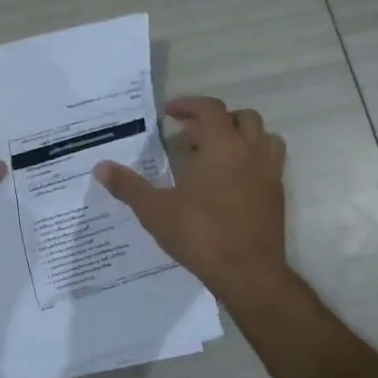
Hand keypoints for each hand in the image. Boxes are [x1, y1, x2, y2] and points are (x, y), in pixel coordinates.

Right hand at [94, 97, 287, 298]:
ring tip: (214, 154)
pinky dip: (251, 159)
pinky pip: (270, 162)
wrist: (248, 273)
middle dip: (213, 121)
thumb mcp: (156, 210)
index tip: (169, 113)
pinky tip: (230, 182)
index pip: (209, 108)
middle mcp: (250, 152)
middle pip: (241, 118)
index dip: (188, 105)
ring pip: (263, 137)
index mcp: (222, 146)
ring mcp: (269, 173)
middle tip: (188, 137)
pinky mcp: (278, 195)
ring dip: (240, 137)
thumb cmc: (200, 234)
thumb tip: (100, 167)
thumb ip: (129, 186)